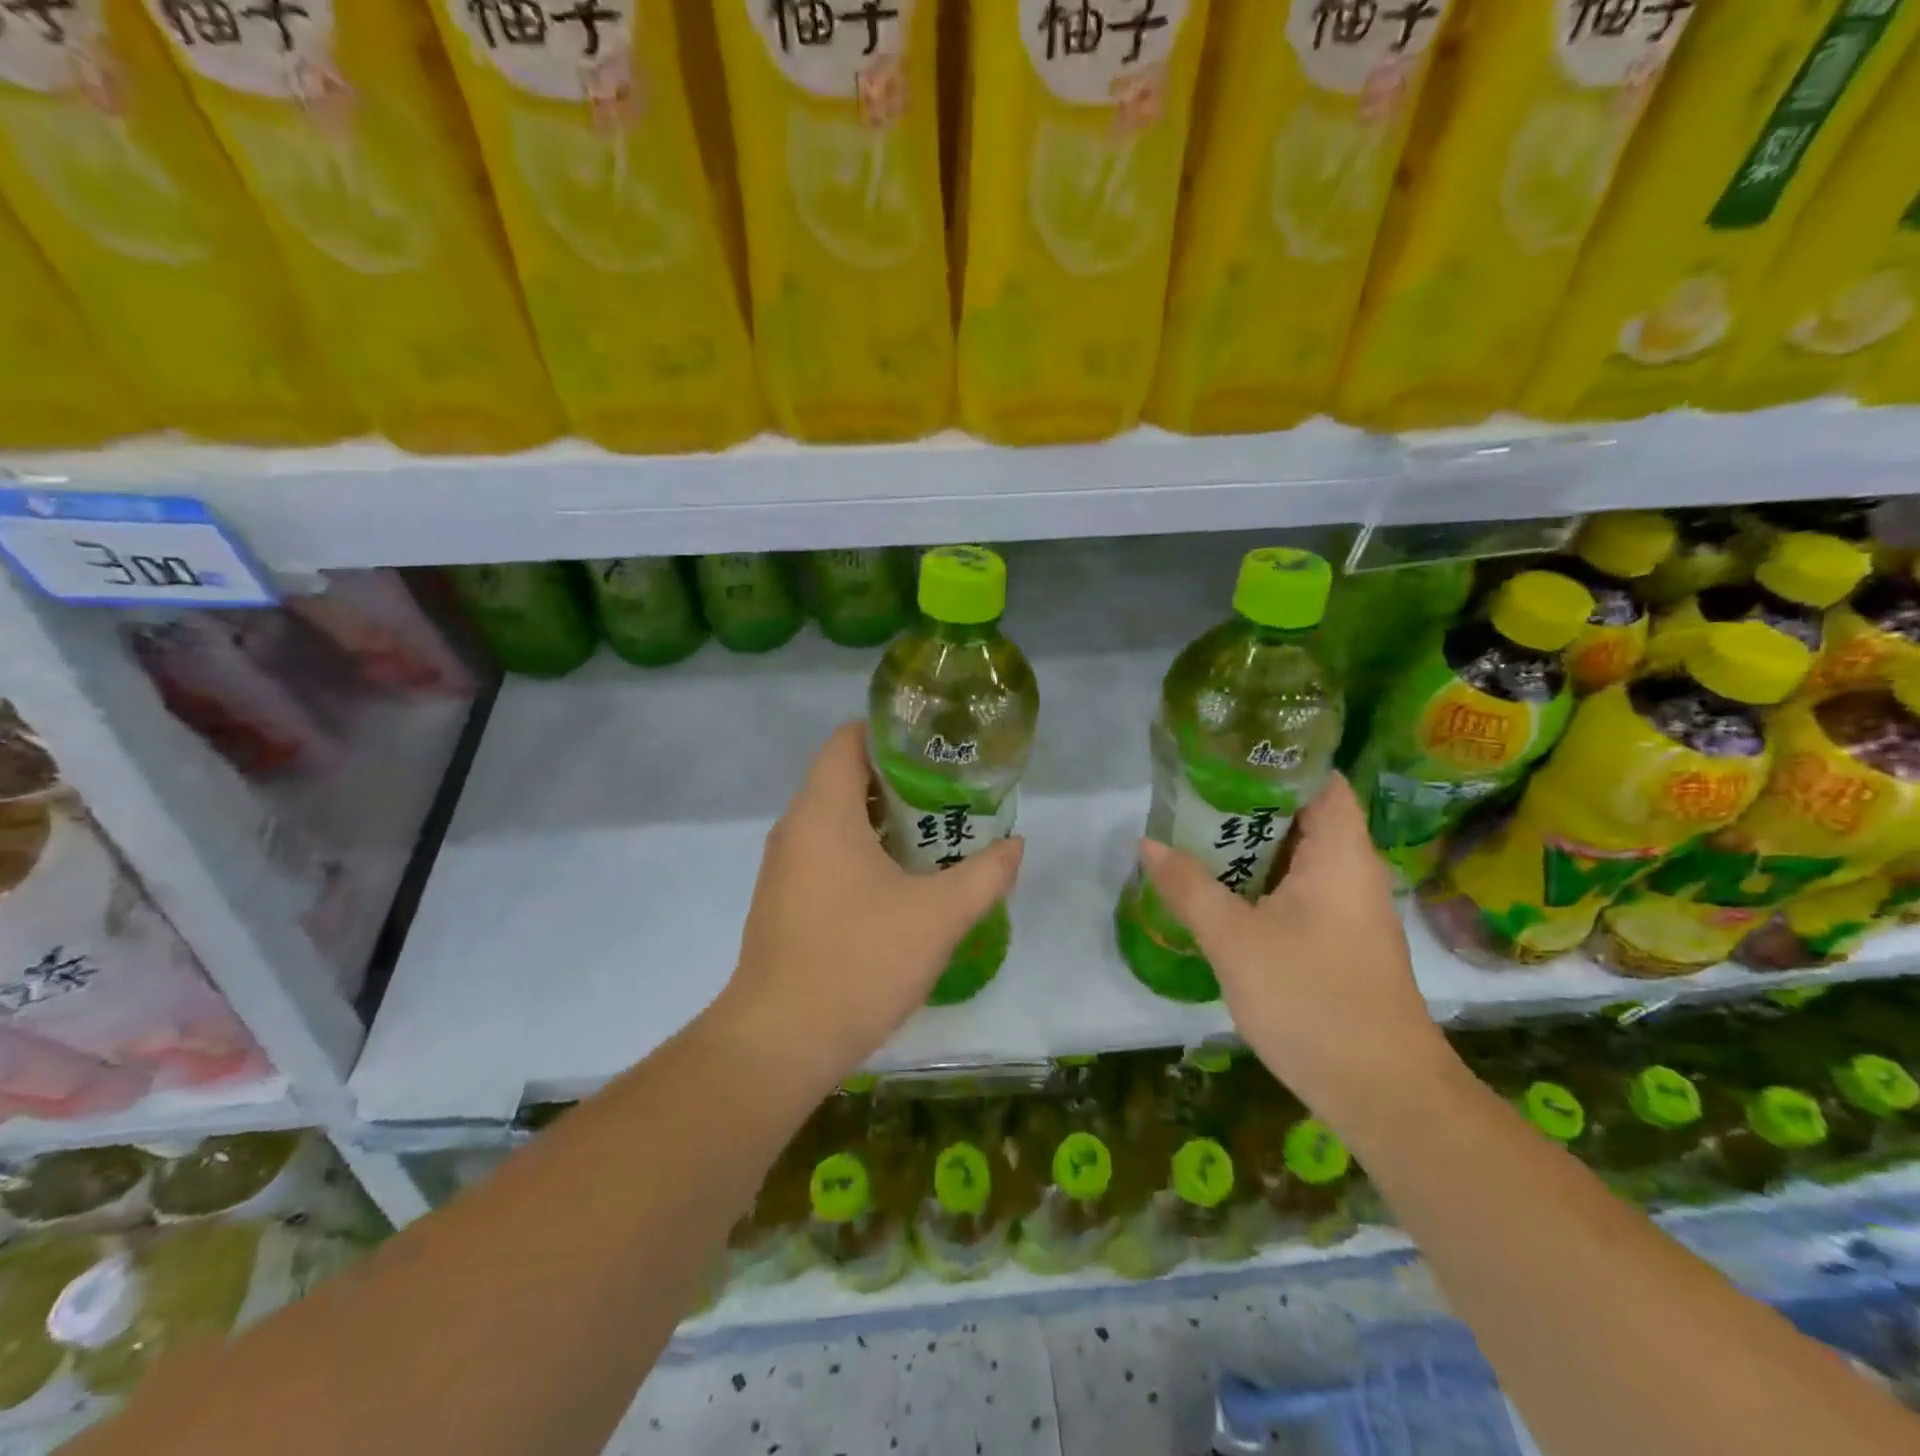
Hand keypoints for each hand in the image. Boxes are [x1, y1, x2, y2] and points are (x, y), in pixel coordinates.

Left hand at [712, 722, 1023, 1090]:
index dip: (895, 733)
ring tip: (936, 833)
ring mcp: (785, 864)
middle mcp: (796, 826)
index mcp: (824, 811)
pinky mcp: (784, 897)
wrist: (781, 1041)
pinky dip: (863, 848)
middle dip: (900, 779)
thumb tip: (1015, 845)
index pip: (850, 738)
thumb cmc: (860, 961)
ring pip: (837, 816)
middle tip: (951, 792)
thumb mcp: (939, 916)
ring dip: (884, 818)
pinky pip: (826, 850)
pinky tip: (901, 879)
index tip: (938, 749)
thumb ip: (985, 875)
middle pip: (846, 775)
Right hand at [1139, 773, 1450, 1122]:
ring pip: (1298, 855)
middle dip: (1247, 802)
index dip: (1275, 760)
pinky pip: (1299, 888)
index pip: (1319, 779)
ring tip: (1194, 833)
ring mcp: (1350, 907)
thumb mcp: (1235, 941)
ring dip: (1250, 844)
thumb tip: (1147, 843)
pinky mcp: (1341, 939)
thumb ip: (1189, 887)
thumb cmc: (1312, 1001)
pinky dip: (1262, 879)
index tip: (1222, 755)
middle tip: (1190, 795)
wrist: (1383, 1093)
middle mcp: (1353, 870)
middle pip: (1303, 814)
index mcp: (1341, 853)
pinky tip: (1221, 888)